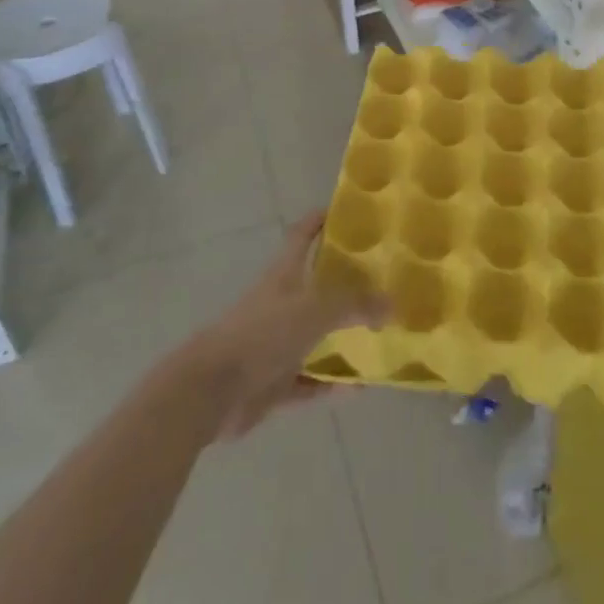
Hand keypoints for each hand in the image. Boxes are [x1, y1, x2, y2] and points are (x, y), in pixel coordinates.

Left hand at [193, 212, 387, 439]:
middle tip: (381, 279)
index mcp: (283, 275)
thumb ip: (354, 305)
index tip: (346, 212)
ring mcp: (274, 344)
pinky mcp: (272, 382)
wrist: (211, 390)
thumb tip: (392, 306)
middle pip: (314, 286)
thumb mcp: (314, 309)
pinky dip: (331, 383)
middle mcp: (279, 304)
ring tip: (378, 335)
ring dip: (341, 337)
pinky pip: (309, 381)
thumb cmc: (262, 333)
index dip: (319, 220)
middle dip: (343, 282)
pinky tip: (359, 386)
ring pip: (314, 335)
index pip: (301, 235)